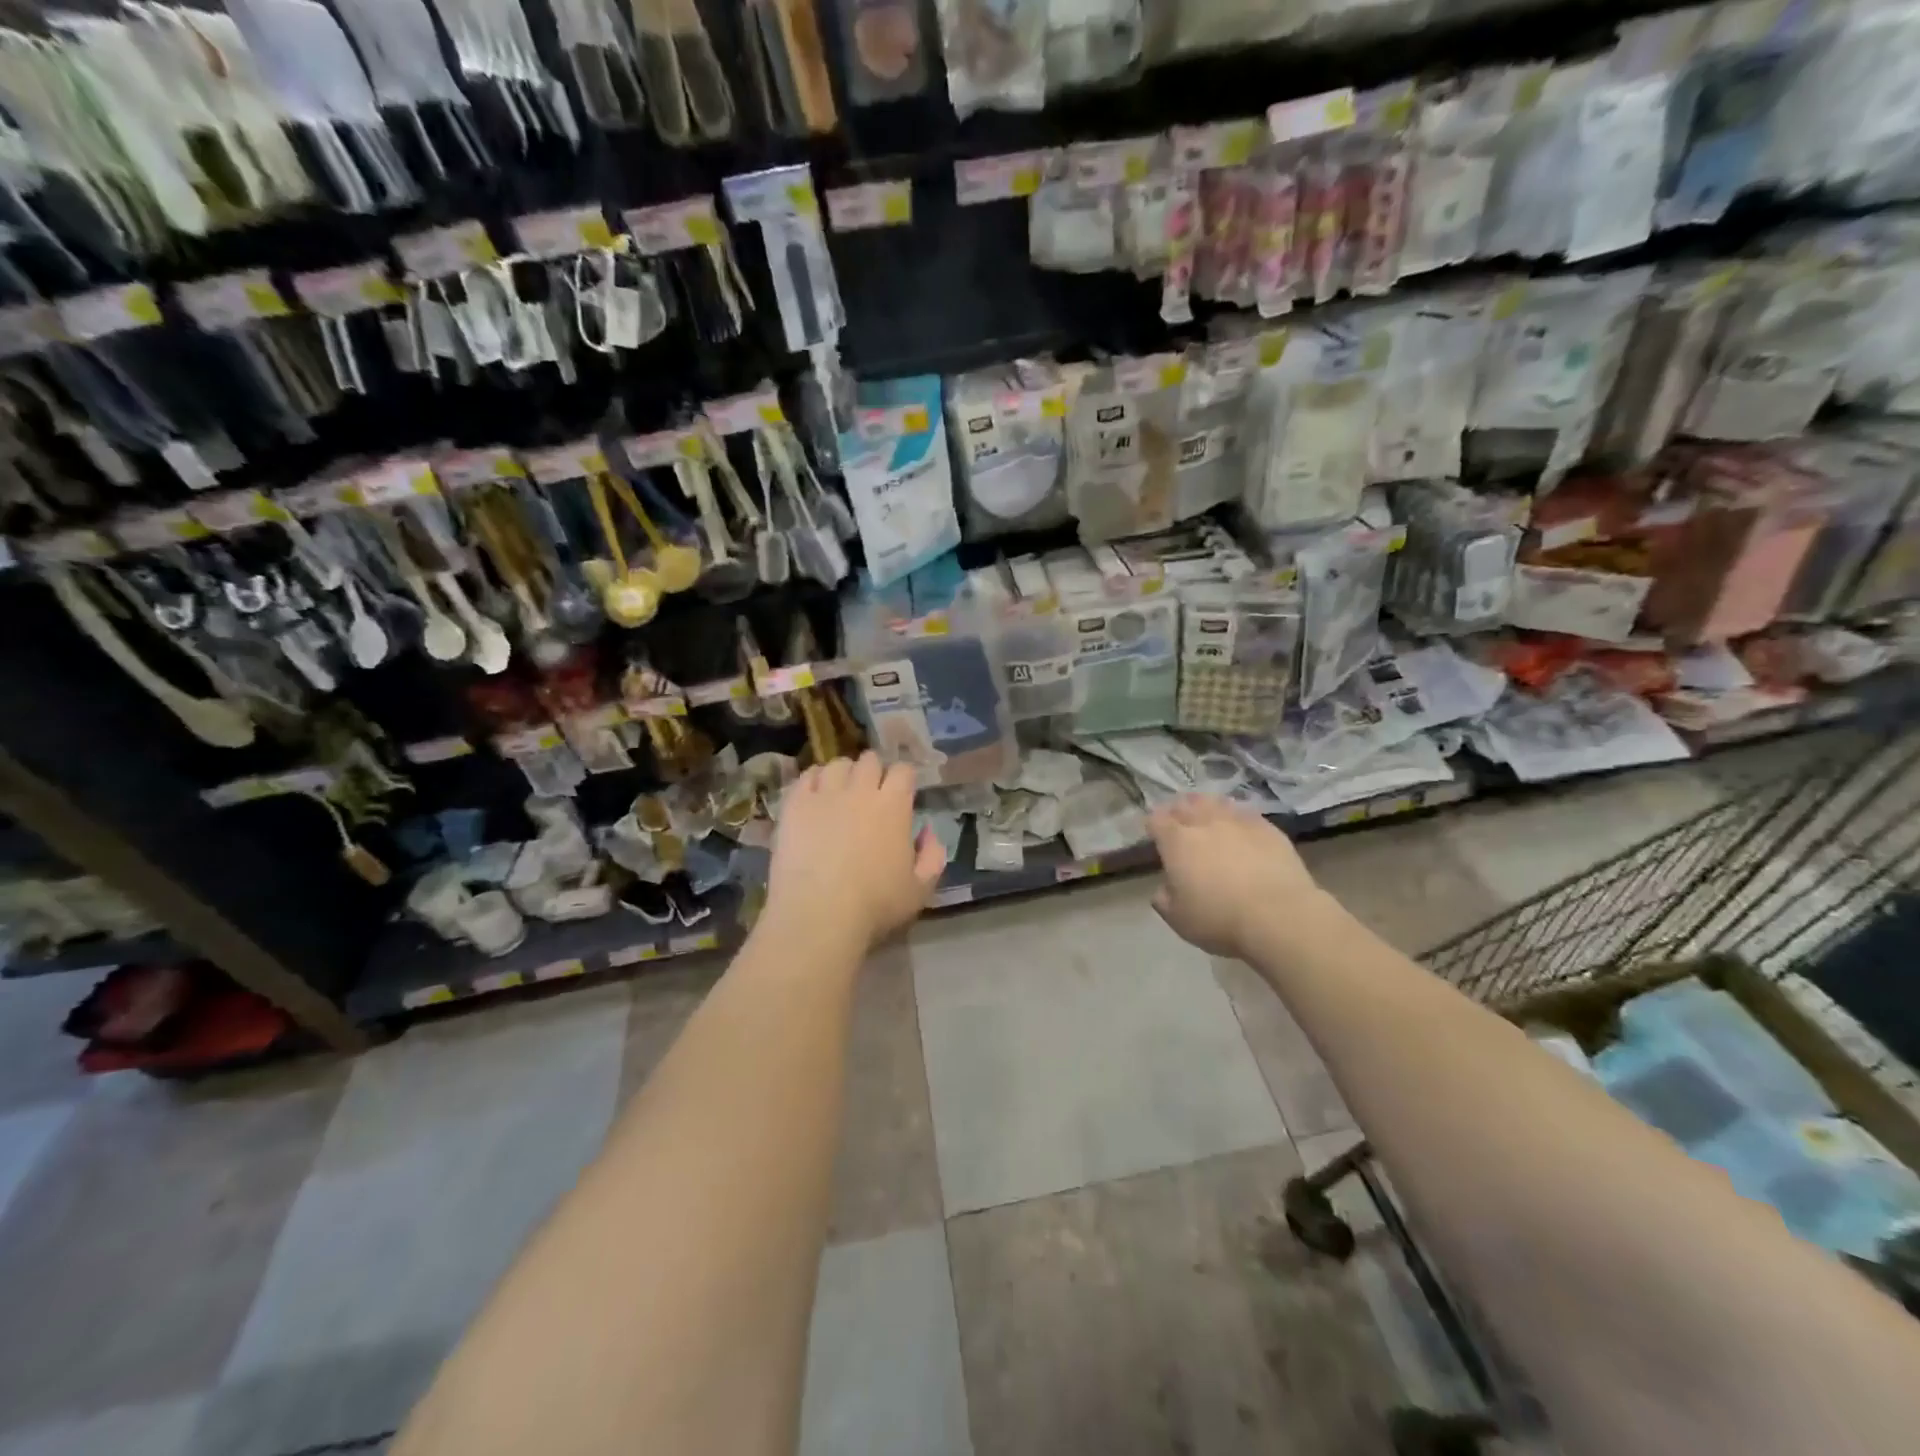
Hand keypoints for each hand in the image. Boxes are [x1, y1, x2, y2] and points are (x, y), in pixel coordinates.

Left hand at [766, 753, 946, 954]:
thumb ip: (932, 855)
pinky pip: (806, 777)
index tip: (901, 792)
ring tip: (840, 790)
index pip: (903, 770)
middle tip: (870, 791)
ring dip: (843, 773)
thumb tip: (927, 830)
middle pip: (869, 760)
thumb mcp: (921, 889)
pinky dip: (813, 780)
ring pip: (837, 764)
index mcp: (894, 806)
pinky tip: (814, 794)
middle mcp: (860, 790)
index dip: (903, 778)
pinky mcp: (795, 805)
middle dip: (873, 770)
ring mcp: (825, 794)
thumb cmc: (875, 905)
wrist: (818, 914)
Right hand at [1149, 795, 1321, 959]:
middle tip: (1180, 823)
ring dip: (1208, 807)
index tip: (1153, 833)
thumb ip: (1164, 899)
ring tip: (1209, 817)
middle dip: (1179, 810)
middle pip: (1186, 804)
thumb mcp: (1179, 919)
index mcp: (1176, 842)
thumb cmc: (1220, 919)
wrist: (1279, 916)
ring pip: (1217, 802)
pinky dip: (1237, 817)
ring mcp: (1238, 821)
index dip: (1153, 824)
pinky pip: (1246, 813)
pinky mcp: (1268, 828)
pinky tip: (1240, 827)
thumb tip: (1164, 889)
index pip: (1156, 819)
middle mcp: (1204, 823)